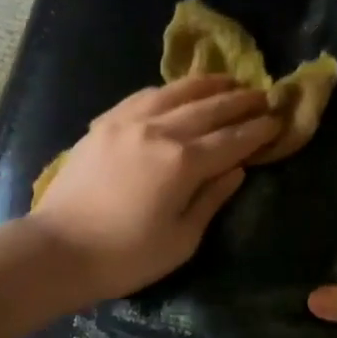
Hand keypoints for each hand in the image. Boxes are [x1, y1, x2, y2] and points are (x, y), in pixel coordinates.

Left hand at [29, 75, 280, 302]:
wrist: (58, 250)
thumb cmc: (125, 257)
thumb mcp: (181, 240)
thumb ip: (211, 199)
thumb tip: (236, 169)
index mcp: (183, 162)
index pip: (232, 139)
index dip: (258, 130)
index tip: (278, 120)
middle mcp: (159, 131)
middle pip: (208, 108)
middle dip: (240, 101)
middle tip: (263, 95)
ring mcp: (127, 122)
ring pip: (175, 93)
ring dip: (206, 85)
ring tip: (228, 80)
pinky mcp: (103, 124)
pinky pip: (142, 96)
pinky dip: (167, 90)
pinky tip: (177, 91)